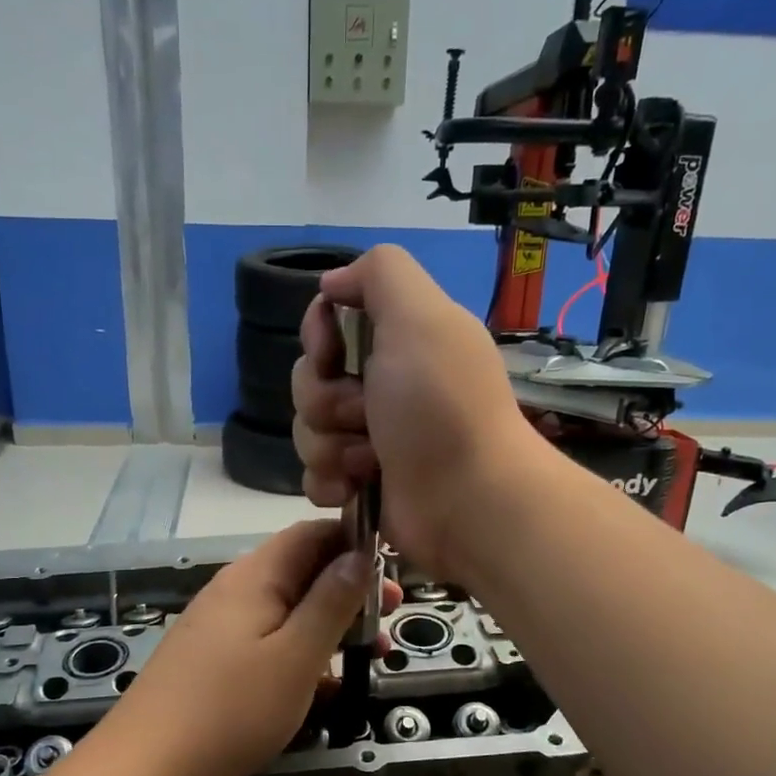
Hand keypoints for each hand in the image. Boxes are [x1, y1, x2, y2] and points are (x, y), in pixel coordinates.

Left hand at [103, 521, 401, 775]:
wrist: (147, 771)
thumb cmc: (232, 709)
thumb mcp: (296, 655)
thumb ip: (331, 601)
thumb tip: (360, 553)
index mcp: (254, 576)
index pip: (311, 533)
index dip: (354, 541)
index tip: (393, 568)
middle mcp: (235, 590)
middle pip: (301, 571)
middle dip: (350, 588)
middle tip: (392, 614)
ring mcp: (221, 627)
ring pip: (288, 610)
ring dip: (331, 625)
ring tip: (372, 653)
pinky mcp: (214, 661)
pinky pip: (269, 642)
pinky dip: (302, 652)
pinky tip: (328, 686)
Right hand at [291, 244, 538, 577]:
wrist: (468, 501)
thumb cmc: (442, 407)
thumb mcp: (422, 316)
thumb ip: (380, 273)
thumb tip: (333, 283)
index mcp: (398, 342)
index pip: (327, 326)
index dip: (318, 339)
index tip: (331, 354)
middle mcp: (382, 387)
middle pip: (309, 381)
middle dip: (327, 402)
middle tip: (368, 417)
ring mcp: (370, 439)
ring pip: (306, 432)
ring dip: (332, 447)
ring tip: (371, 462)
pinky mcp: (360, 485)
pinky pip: (313, 476)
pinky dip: (331, 484)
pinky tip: (356, 490)